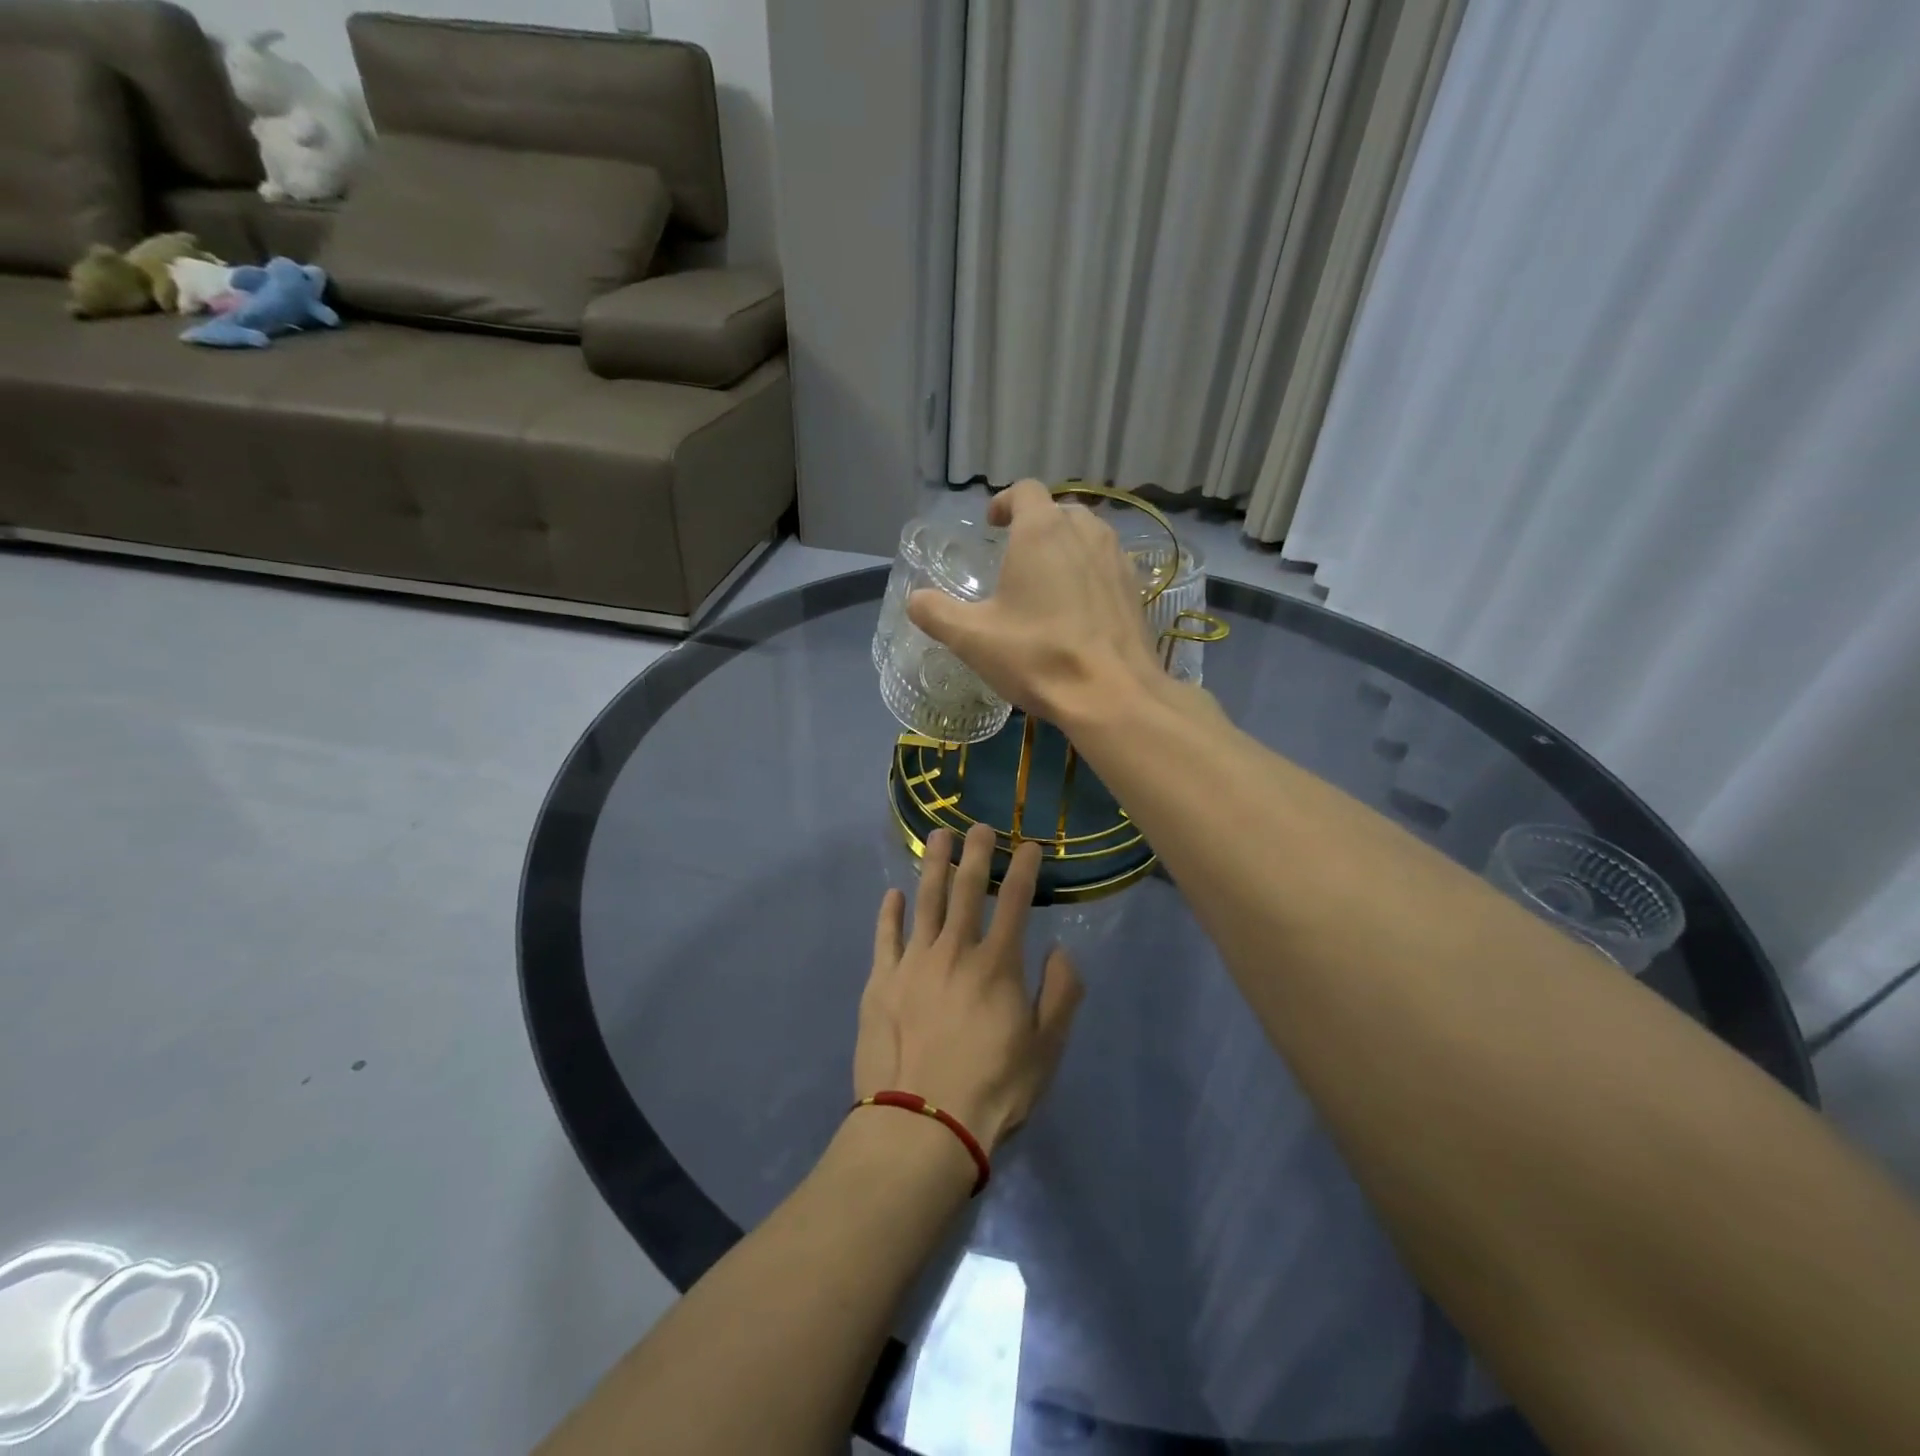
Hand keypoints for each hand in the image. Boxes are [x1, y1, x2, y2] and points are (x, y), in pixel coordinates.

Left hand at [856, 825, 1083, 1153]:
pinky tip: (894, 895)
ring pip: (925, 901)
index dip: (1024, 869)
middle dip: (976, 853)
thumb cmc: (992, 1089)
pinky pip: (885, 937)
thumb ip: (1061, 994)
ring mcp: (913, 962)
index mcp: (997, 964)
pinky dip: (890, 913)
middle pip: (966, 889)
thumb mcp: (1047, 1049)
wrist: (922, 1123)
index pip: (1016, 902)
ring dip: (933, 866)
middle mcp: (955, 950)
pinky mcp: (880, 982)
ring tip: (937, 837)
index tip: (1029, 845)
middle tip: (979, 826)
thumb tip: (1059, 950)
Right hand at [906, 479, 1163, 726]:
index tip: (992, 525)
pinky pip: (1107, 565)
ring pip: (1088, 535)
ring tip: (1046, 582)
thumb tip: (915, 599)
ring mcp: (1117, 558)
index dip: (1004, 502)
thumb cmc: (1038, 657)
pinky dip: (1089, 573)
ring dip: (1065, 547)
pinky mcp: (1136, 588)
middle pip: (1058, 511)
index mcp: (1042, 531)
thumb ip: (936, 613)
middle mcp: (1085, 531)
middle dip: (1034, 526)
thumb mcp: (972, 639)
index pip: (1024, 491)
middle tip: (1015, 558)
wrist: (1113, 695)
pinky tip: (1078, 609)